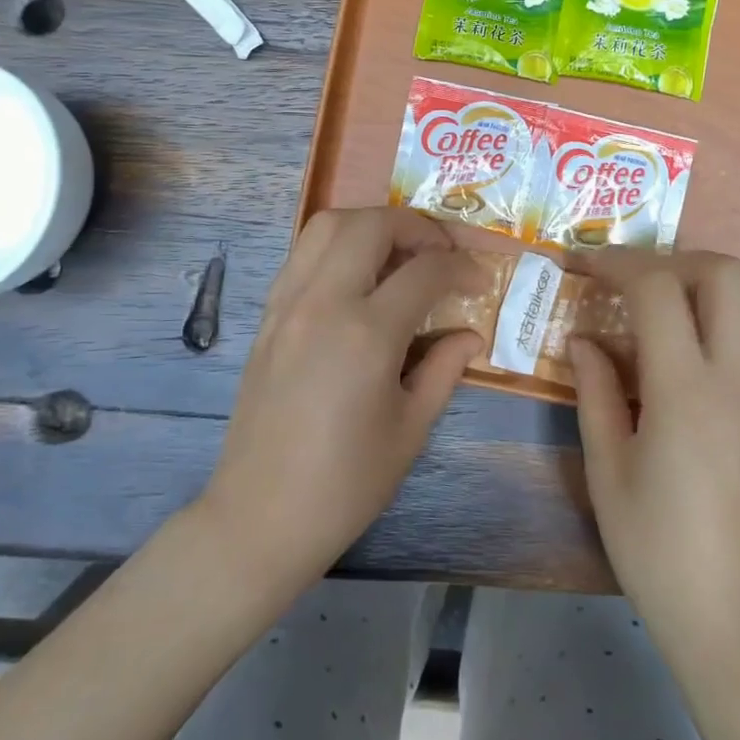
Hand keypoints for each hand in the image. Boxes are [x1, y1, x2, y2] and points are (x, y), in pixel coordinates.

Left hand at [200, 207, 480, 587]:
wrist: (260, 515)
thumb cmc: (346, 483)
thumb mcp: (411, 429)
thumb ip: (444, 369)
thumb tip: (470, 334)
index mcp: (366, 333)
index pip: (424, 270)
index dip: (461, 267)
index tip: (479, 280)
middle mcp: (322, 302)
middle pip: (371, 224)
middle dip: (416, 225)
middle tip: (440, 251)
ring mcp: (287, 303)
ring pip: (327, 225)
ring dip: (371, 224)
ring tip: (398, 252)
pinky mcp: (267, 315)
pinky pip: (303, 254)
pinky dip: (337, 245)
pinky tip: (357, 278)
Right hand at [570, 250, 739, 668]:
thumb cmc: (658, 552)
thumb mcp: (606, 470)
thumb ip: (595, 391)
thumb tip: (583, 339)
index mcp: (687, 393)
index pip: (658, 288)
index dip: (616, 262)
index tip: (584, 264)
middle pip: (725, 272)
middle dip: (671, 259)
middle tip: (632, 283)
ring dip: (713, 282)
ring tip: (672, 308)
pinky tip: (704, 349)